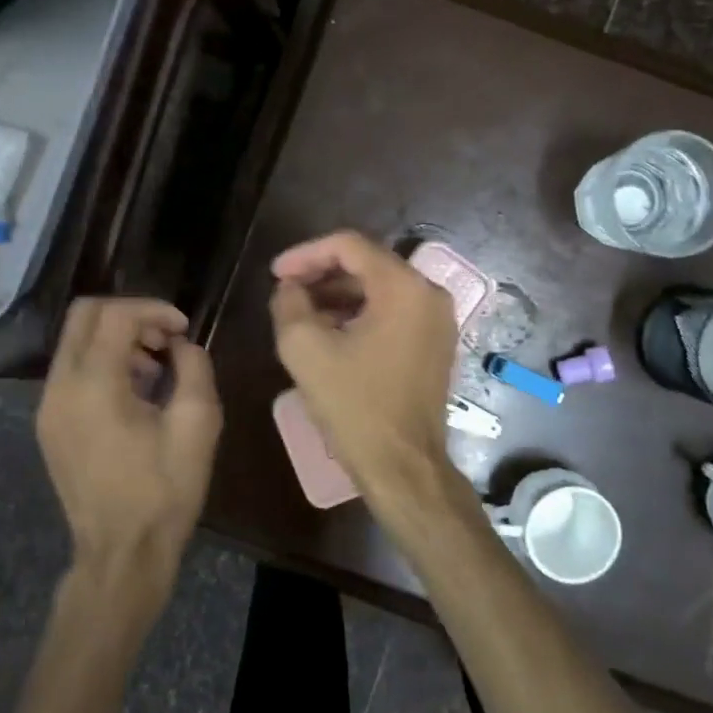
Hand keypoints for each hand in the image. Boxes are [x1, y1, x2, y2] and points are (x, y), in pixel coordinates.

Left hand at [37, 298, 221, 590]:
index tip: (184, 329)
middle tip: (166, 340)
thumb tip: (181, 347)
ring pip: (76, 342)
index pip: (116, 315)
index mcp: (94, 385)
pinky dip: (103, 364)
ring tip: (156, 370)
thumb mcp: (197, 425)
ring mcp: (48, 407)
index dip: (155, 309)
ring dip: (117, 340)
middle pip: (85, 315)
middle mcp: (60, 387)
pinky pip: (72, 371)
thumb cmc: (164, 491)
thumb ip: (194, 368)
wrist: (121, 553)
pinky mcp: (49, 425)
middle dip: (130, 316)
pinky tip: (135, 394)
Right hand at [269, 232, 471, 521]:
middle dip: (321, 273)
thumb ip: (289, 304)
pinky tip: (329, 332)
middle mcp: (428, 294)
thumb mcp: (306, 350)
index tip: (275, 274)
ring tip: (300, 313)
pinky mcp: (435, 343)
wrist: (403, 466)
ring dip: (338, 295)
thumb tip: (289, 288)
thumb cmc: (356, 406)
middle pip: (367, 264)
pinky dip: (360, 313)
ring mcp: (437, 320)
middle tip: (285, 291)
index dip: (306, 253)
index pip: (349, 246)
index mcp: (403, 287)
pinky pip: (393, 312)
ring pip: (379, 288)